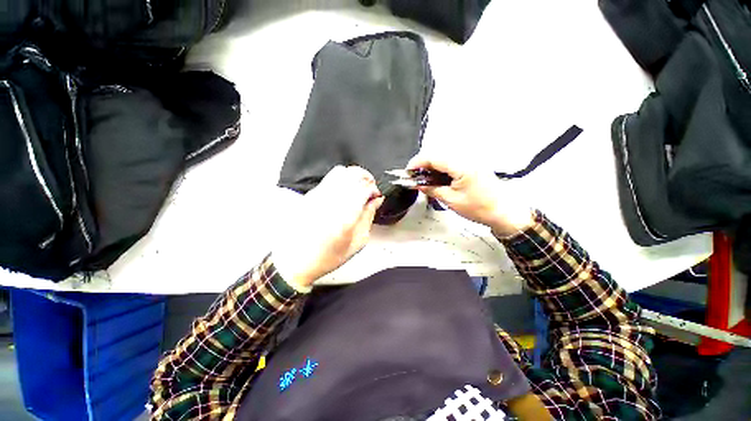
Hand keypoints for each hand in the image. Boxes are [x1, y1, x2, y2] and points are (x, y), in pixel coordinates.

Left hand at [272, 166, 384, 289]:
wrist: (295, 261)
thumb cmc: (328, 256)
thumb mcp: (357, 242)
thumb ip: (368, 217)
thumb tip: (376, 201)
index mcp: (346, 214)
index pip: (365, 188)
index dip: (374, 189)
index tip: (377, 196)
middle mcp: (331, 200)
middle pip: (353, 173)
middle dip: (366, 177)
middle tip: (370, 188)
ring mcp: (319, 195)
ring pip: (340, 171)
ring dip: (353, 176)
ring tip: (358, 187)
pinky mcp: (310, 195)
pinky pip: (329, 178)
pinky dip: (342, 179)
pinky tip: (344, 192)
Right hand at [406, 155, 533, 236]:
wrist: (504, 212)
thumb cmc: (478, 208)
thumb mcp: (451, 200)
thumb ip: (431, 189)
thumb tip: (417, 184)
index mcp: (461, 165)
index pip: (433, 157)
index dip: (417, 162)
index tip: (407, 172)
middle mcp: (466, 158)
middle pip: (438, 154)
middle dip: (423, 164)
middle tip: (415, 178)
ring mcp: (471, 160)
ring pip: (444, 158)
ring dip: (432, 167)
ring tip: (424, 180)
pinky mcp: (473, 165)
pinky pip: (452, 163)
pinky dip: (441, 169)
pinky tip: (437, 179)